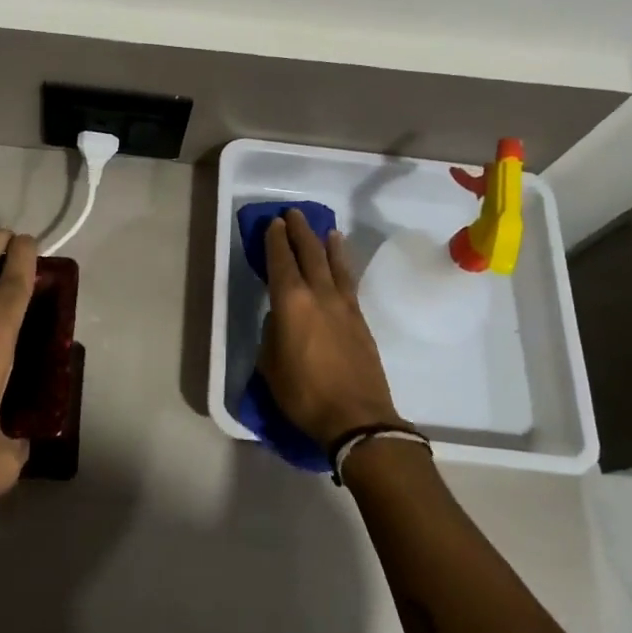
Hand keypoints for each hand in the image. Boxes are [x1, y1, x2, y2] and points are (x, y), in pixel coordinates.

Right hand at [259, 210, 400, 447]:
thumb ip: (273, 335)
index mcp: (291, 303)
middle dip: (299, 232)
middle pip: (309, 254)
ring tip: (324, 228)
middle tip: (293, 214)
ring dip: (326, 244)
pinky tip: (342, 262)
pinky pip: (349, 281)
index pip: (281, 262)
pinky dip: (343, 265)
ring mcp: (344, 306)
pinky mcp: (360, 320)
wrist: (358, 418)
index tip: (273, 223)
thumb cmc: (304, 394)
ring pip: (334, 264)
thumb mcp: (271, 366)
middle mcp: (319, 295)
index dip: (276, 241)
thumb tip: (281, 320)